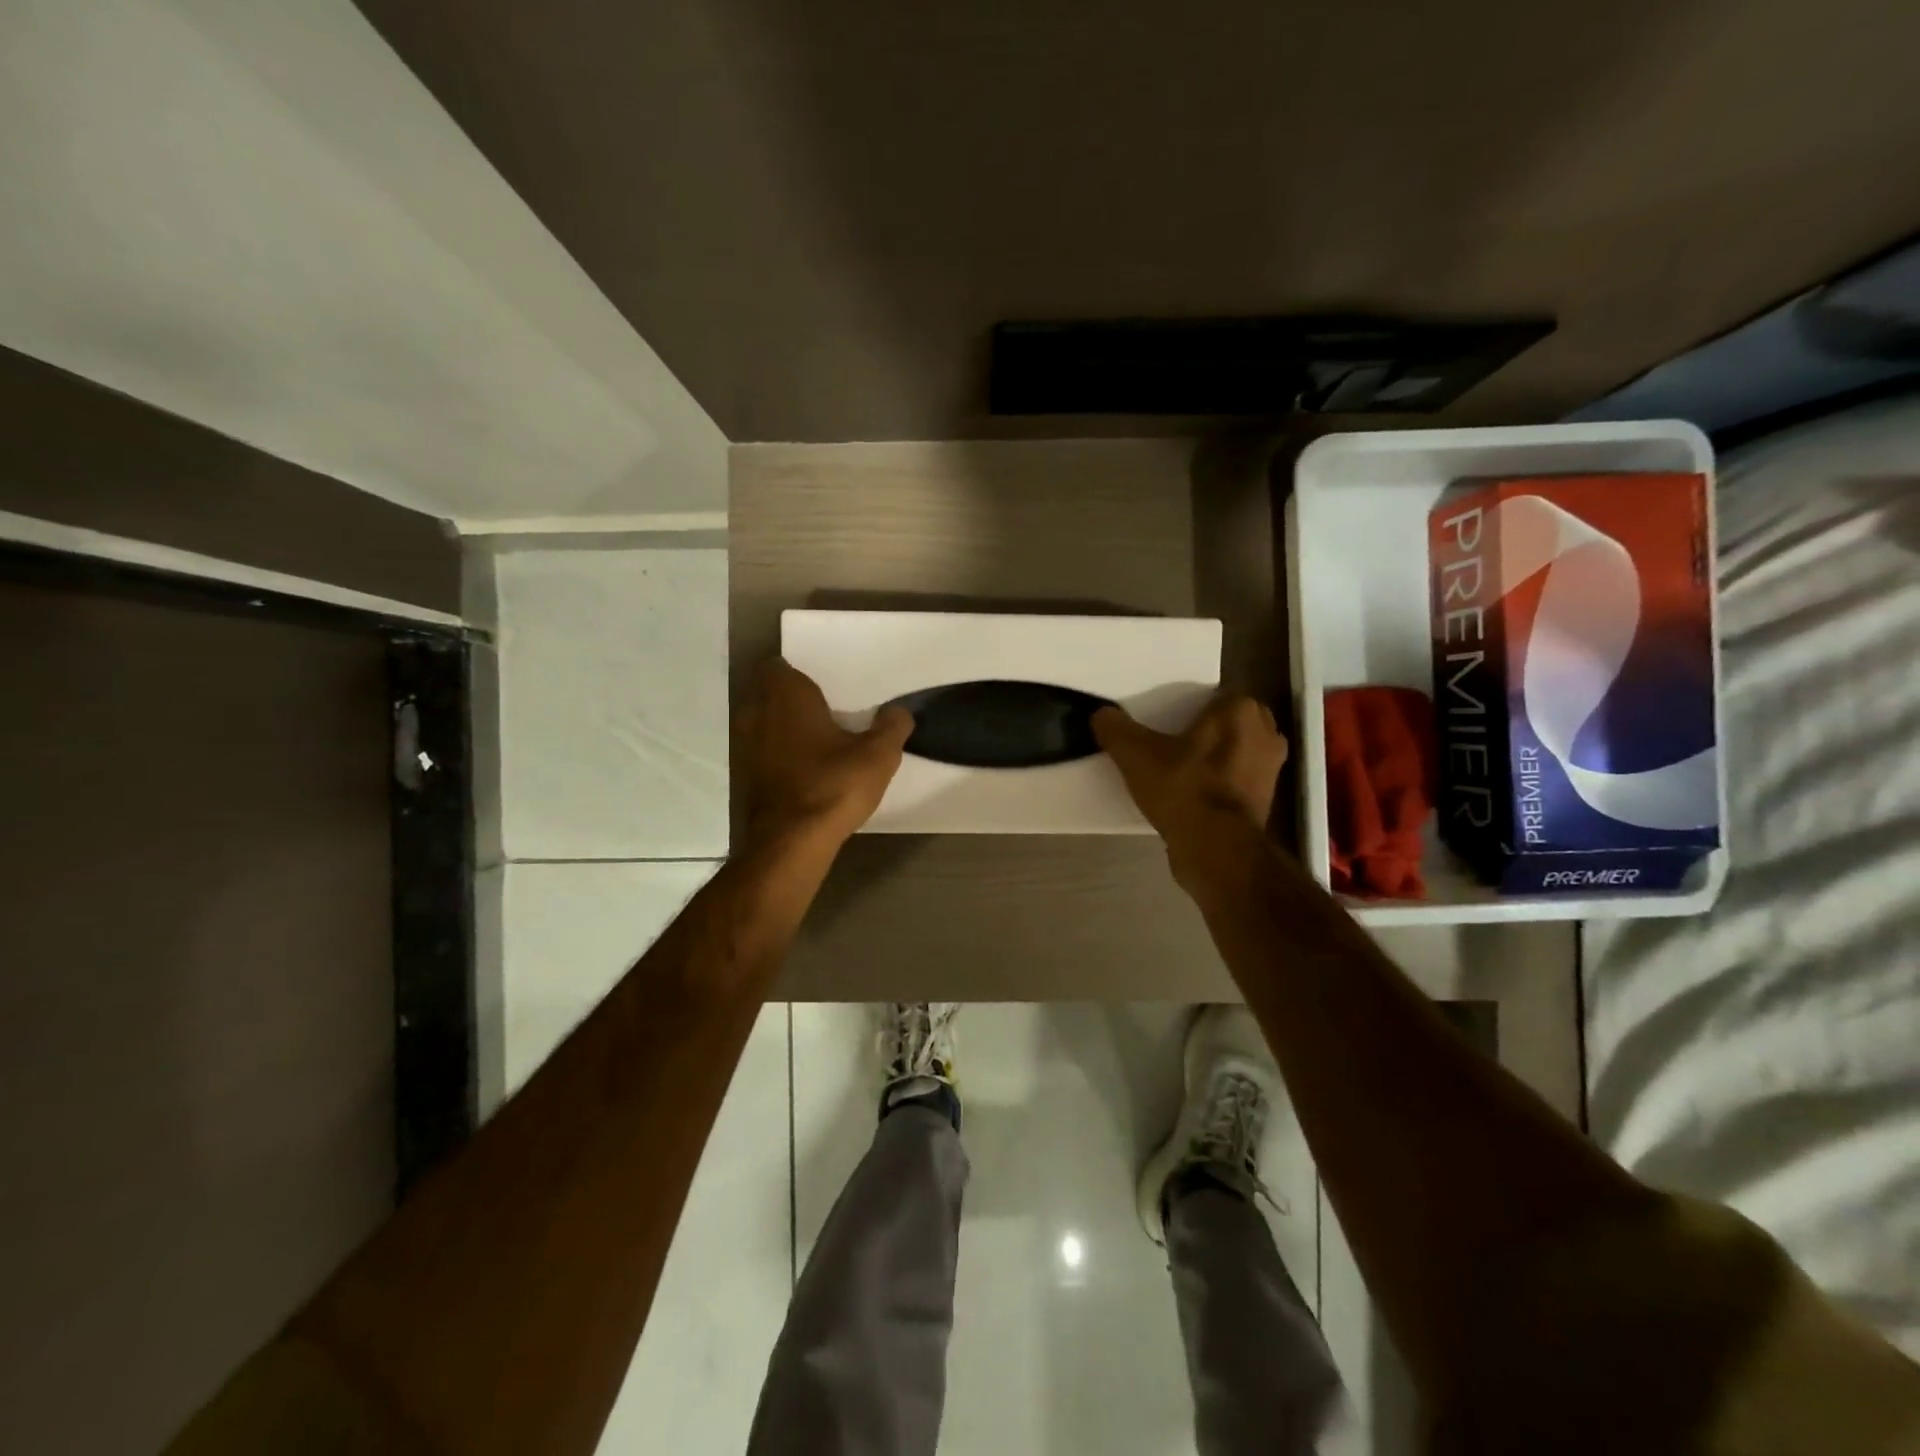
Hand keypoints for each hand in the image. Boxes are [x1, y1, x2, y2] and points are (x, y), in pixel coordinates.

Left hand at [739, 659, 912, 850]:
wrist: (791, 842)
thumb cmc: (833, 785)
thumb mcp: (878, 755)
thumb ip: (892, 726)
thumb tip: (898, 712)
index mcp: (785, 694)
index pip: (780, 666)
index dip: (801, 673)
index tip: (828, 687)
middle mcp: (755, 711)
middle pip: (769, 692)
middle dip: (793, 698)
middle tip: (828, 709)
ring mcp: (744, 744)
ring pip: (763, 722)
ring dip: (784, 726)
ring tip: (819, 739)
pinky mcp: (743, 774)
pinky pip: (762, 750)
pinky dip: (779, 753)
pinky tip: (806, 768)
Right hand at [1093, 694, 1287, 868]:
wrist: (1216, 849)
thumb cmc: (1183, 789)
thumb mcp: (1135, 755)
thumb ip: (1115, 728)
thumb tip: (1101, 714)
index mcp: (1240, 711)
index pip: (1215, 695)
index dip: (1190, 707)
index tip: (1166, 721)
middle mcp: (1266, 733)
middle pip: (1228, 722)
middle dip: (1206, 729)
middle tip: (1171, 742)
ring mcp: (1270, 769)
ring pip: (1235, 751)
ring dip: (1214, 756)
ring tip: (1180, 768)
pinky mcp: (1266, 800)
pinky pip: (1237, 779)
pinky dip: (1219, 783)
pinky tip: (1191, 794)